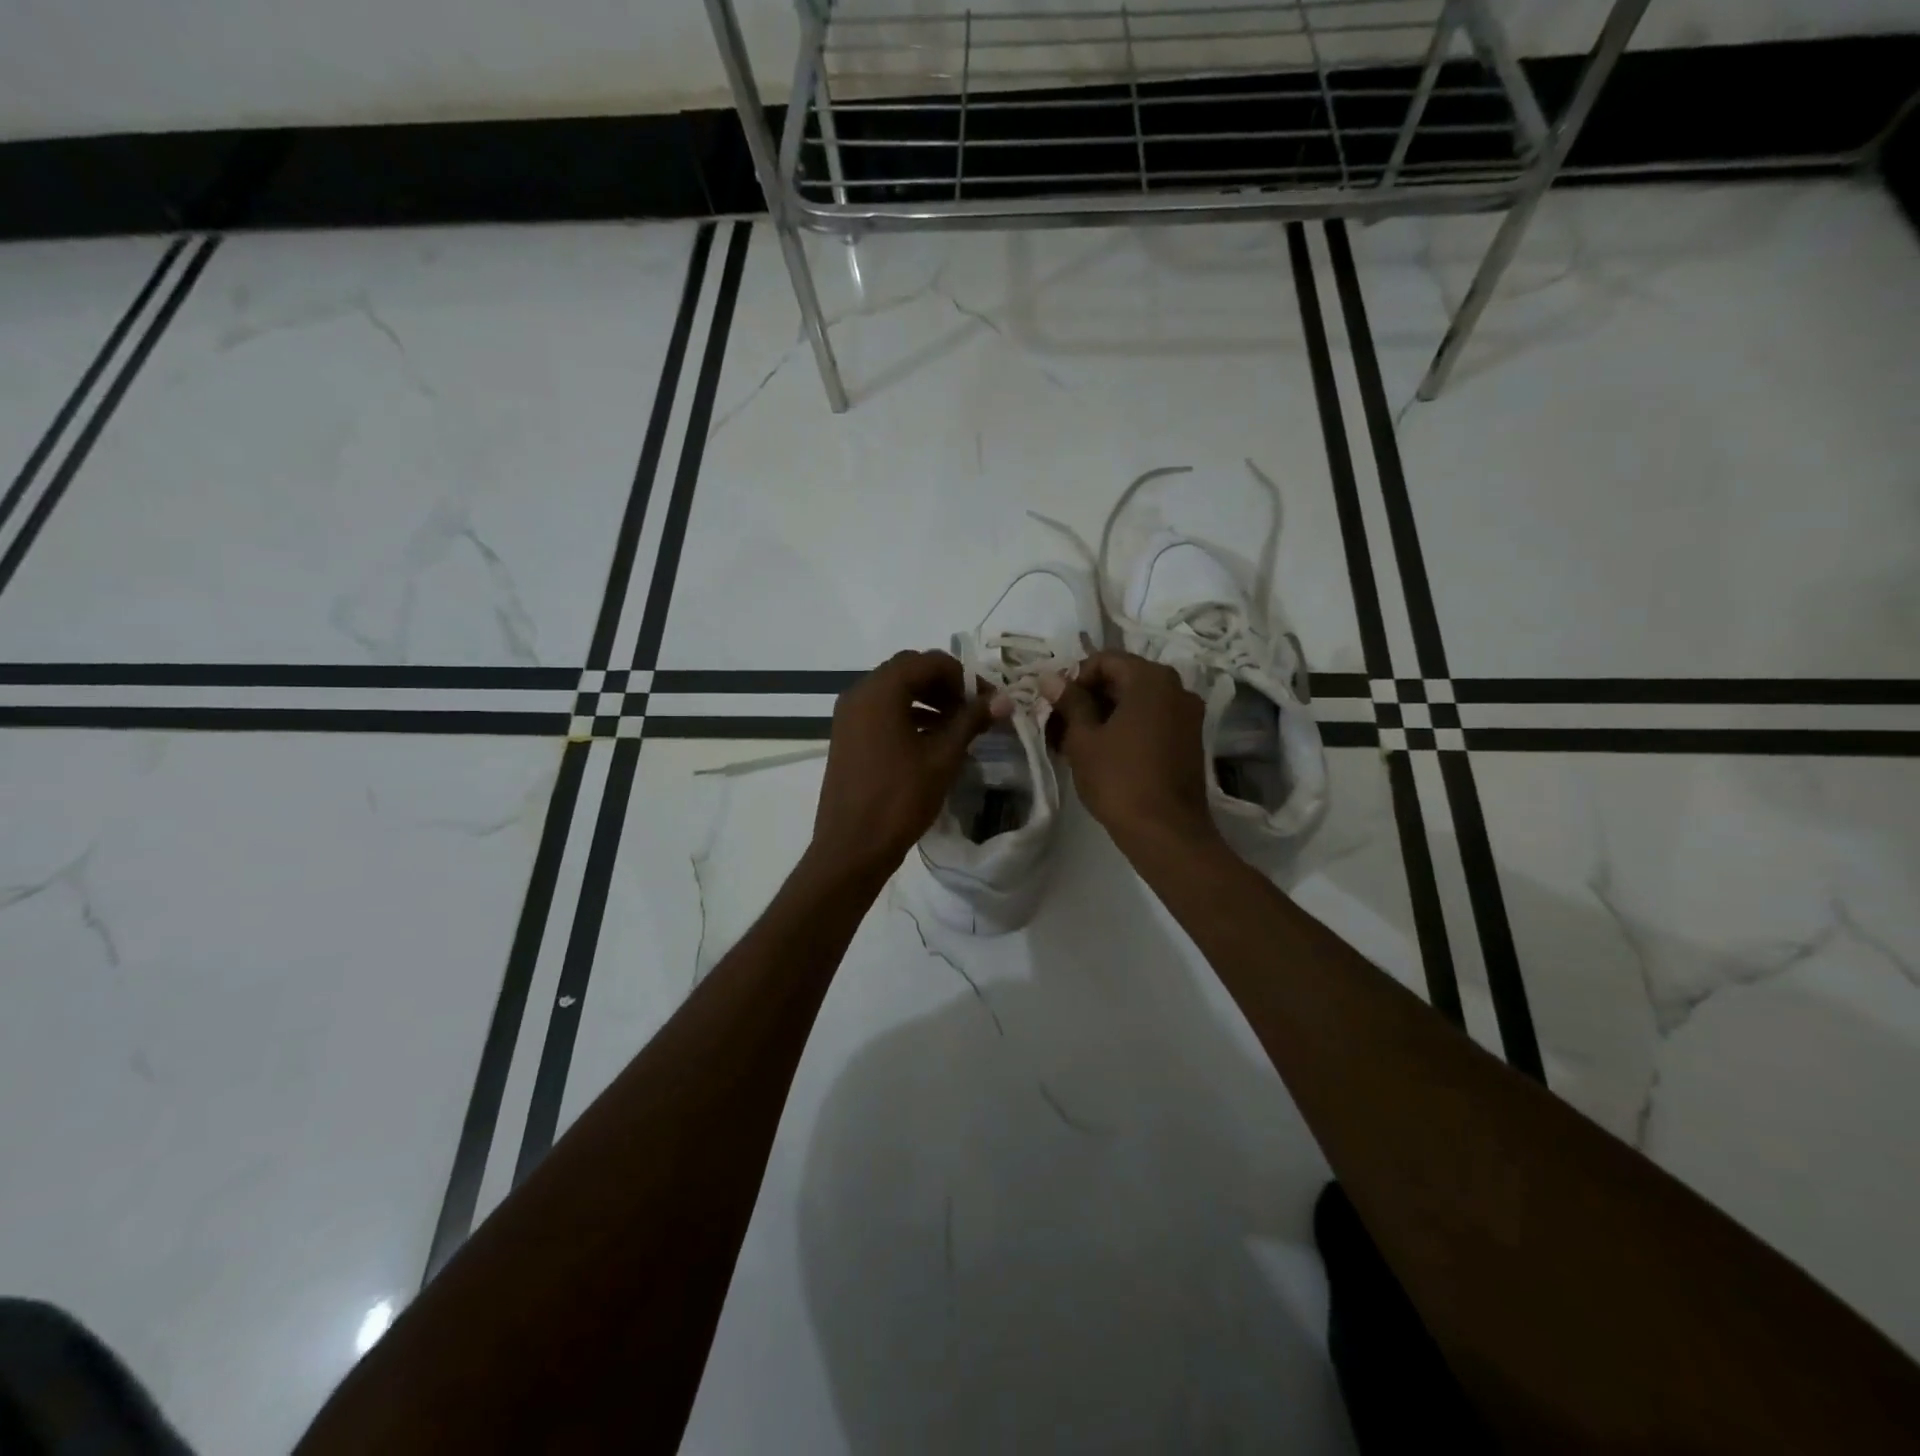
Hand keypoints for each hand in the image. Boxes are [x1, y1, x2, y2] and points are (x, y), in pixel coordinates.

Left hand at [809, 650, 999, 879]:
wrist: (852, 847)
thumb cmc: (899, 799)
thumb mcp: (942, 758)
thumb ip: (971, 721)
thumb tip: (1004, 700)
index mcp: (880, 691)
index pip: (927, 661)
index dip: (962, 676)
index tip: (986, 700)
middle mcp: (859, 694)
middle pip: (908, 671)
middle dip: (944, 685)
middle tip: (973, 710)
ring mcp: (849, 716)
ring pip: (894, 691)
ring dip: (927, 700)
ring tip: (958, 726)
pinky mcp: (847, 737)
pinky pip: (881, 712)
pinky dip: (908, 715)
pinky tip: (932, 740)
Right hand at [1043, 650, 1221, 857]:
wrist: (1166, 832)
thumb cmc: (1119, 779)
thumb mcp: (1084, 738)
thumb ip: (1069, 702)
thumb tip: (1050, 677)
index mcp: (1151, 679)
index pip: (1105, 660)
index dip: (1075, 678)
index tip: (1056, 705)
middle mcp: (1177, 688)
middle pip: (1123, 679)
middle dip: (1088, 698)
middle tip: (1059, 725)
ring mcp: (1188, 715)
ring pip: (1137, 702)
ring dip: (1105, 715)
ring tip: (1074, 743)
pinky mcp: (1190, 740)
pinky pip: (1152, 721)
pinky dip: (1126, 728)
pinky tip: (1102, 753)